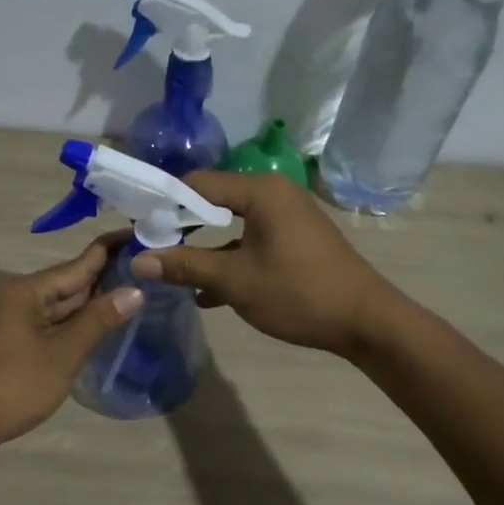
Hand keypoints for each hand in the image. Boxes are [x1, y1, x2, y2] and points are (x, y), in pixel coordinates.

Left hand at [0, 235, 142, 453]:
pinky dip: (77, 323)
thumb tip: (135, 290)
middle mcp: (19, 299)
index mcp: (27, 291)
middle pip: (69, 283)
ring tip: (135, 290)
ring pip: (61, 306)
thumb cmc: (14, 385)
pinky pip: (53, 324)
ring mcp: (15, 322)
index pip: (77, 264)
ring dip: (93, 301)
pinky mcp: (15, 344)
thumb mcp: (63, 353)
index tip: (140, 235)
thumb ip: (98, 320)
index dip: (109, 251)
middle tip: (147, 267)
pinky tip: (101, 325)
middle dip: (106, 276)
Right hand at [130, 172, 396, 356]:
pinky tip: (207, 292)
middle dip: (181, 227)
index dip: (164, 204)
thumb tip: (137, 261)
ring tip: (171, 271)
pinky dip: (229, 259)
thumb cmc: (298, 292)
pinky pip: (250, 241)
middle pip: (213, 202)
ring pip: (231, 225)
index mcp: (260, 191)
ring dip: (203, 248)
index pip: (197, 183)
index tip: (138, 228)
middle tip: (150, 248)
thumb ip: (185, 266)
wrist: (366, 322)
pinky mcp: (294, 241)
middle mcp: (274, 194)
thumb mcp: (235, 280)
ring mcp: (287, 218)